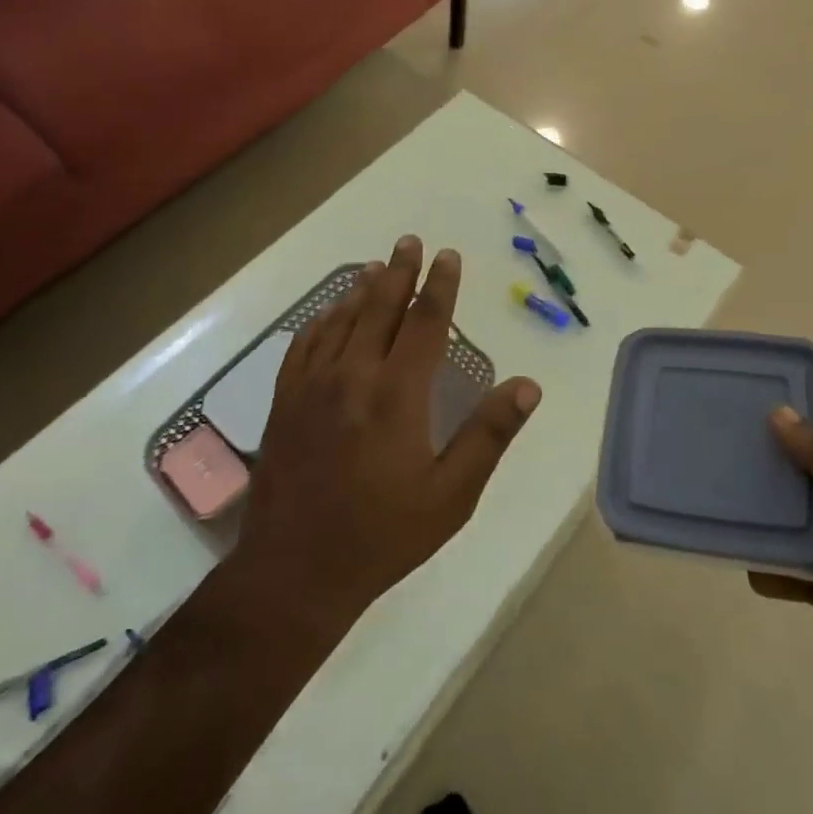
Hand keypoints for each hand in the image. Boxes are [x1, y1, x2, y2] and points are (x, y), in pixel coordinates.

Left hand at [237, 237, 541, 624]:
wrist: (295, 571)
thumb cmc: (383, 535)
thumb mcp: (451, 495)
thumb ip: (488, 435)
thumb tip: (527, 386)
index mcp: (397, 394)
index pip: (425, 322)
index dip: (439, 285)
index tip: (447, 256)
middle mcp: (353, 376)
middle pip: (380, 307)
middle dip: (399, 271)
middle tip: (410, 241)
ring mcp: (313, 386)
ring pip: (341, 320)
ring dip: (361, 289)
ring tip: (376, 266)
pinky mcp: (285, 401)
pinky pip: (305, 344)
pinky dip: (322, 319)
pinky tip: (329, 312)